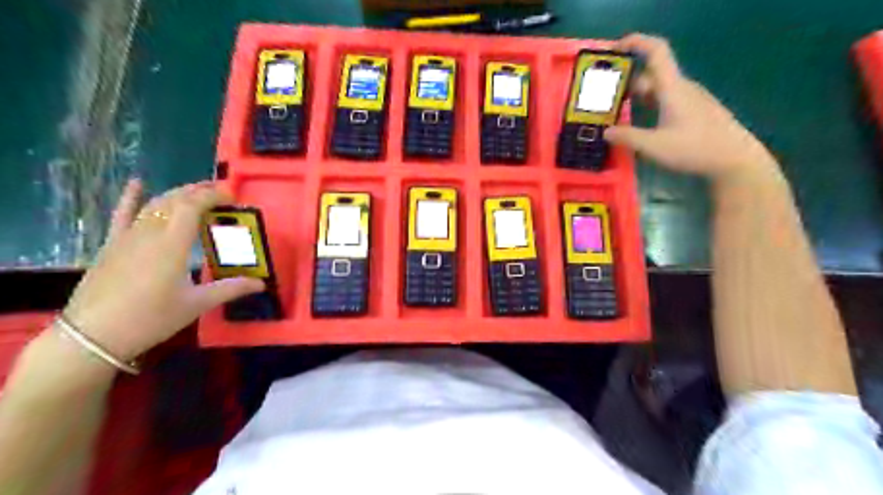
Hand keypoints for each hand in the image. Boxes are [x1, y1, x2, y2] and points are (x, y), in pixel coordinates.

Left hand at [61, 180, 262, 361]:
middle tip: (221, 193)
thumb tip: (261, 283)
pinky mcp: (112, 245)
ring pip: (154, 204)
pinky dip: (130, 197)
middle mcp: (149, 233)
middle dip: (199, 191)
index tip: (232, 197)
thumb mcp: (196, 304)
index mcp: (172, 245)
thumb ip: (230, 289)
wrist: (92, 336)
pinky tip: (137, 182)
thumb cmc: (151, 319)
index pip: (192, 206)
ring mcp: (127, 237)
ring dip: (177, 194)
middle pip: (174, 201)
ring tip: (197, 192)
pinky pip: (121, 214)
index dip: (213, 196)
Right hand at [605, 32, 774, 181]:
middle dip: (627, 81)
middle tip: (605, 97)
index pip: (656, 51)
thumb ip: (627, 137)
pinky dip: (649, 104)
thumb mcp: (654, 146)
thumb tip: (606, 131)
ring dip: (637, 96)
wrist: (735, 160)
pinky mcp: (695, 111)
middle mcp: (682, 88)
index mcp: (672, 88)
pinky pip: (667, 99)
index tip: (613, 49)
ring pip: (659, 88)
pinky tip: (641, 124)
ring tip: (618, 112)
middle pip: (651, 74)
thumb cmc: (694, 149)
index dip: (635, 42)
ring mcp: (691, 99)